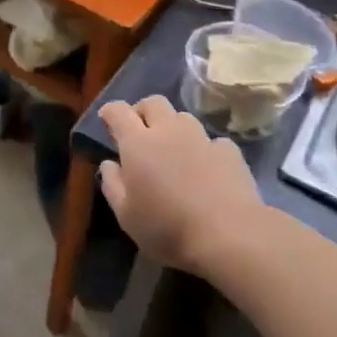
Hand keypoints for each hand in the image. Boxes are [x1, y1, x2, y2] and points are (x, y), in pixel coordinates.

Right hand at [99, 95, 261, 275]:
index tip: (106, 119)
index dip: (110, 111)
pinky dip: (203, 148)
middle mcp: (169, 130)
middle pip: (153, 102)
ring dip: (173, 126)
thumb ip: (112, 185)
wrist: (229, 234)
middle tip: (139, 131)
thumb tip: (109, 164)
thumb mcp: (126, 216)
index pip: (119, 111)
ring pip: (183, 117)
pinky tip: (206, 168)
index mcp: (138, 143)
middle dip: (142, 111)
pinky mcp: (229, 151)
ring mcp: (202, 138)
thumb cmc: (168, 228)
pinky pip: (211, 140)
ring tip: (173, 149)